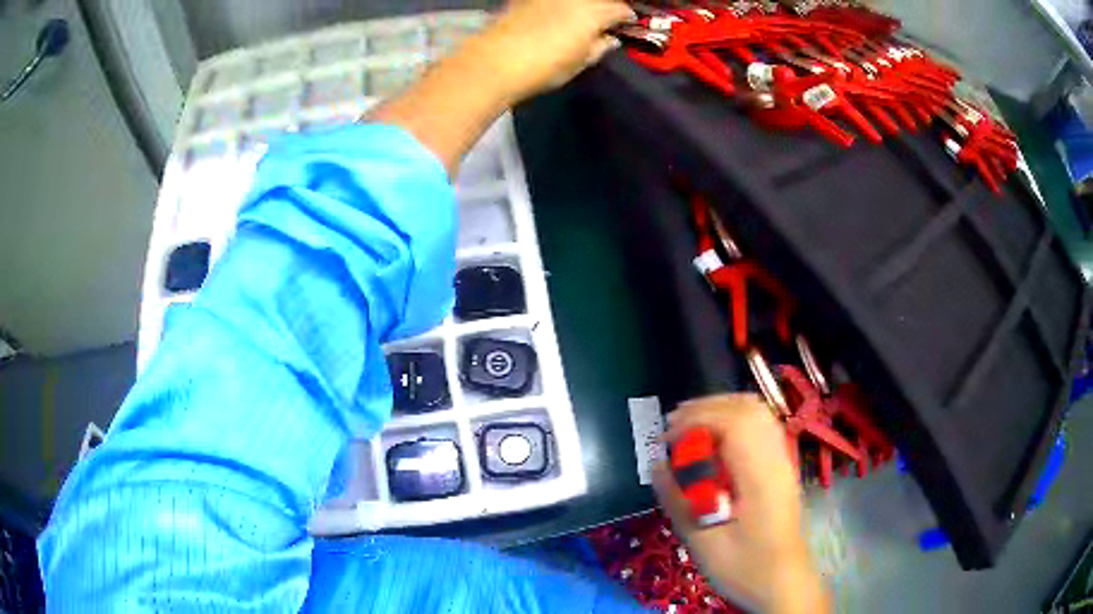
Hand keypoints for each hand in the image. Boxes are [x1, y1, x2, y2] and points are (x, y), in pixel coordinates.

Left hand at [469, 0, 635, 103]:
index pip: (622, 9)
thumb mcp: (582, 61)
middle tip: (606, 21)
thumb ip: (601, 46)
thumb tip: (610, 39)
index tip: (627, 26)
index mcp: (595, 10)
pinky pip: (552, 1)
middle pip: (599, 0)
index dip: (627, 18)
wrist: (495, 61)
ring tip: (581, 18)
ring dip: (583, 5)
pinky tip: (555, 15)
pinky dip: (559, 6)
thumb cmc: (545, 66)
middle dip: (606, 7)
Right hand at [652, 395, 829, 613]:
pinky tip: (715, 442)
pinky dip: (734, 421)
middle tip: (672, 428)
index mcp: (760, 476)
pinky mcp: (782, 467)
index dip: (696, 419)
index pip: (734, 422)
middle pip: (747, 408)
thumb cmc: (744, 568)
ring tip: (689, 428)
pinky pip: (761, 427)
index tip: (666, 440)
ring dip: (720, 410)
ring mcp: (783, 460)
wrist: (784, 582)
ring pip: (756, 413)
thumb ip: (679, 502)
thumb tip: (657, 464)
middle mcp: (776, 459)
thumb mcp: (703, 543)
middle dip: (706, 408)